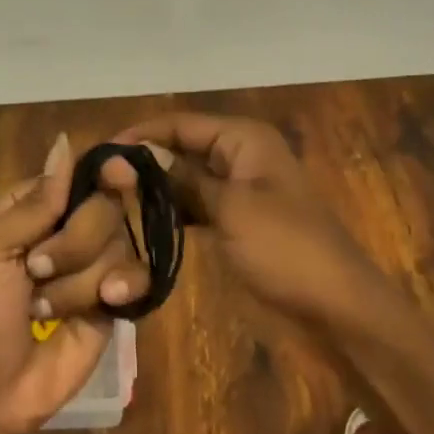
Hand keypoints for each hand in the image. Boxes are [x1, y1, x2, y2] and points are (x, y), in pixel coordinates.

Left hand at [0, 135, 143, 433]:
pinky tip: (108, 302)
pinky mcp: (115, 304)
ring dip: (80, 278)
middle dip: (74, 240)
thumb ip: (36, 201)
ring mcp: (95, 267)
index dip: (101, 172)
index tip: (116, 174)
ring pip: (120, 243)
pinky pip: (138, 278)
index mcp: (35, 208)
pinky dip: (123, 287)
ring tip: (46, 308)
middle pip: (106, 205)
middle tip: (37, 270)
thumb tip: (65, 141)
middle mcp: (70, 230)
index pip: (80, 173)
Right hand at [108, 113, 394, 326]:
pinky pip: (195, 204)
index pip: (178, 123)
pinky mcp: (236, 220)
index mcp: (243, 139)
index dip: (138, 135)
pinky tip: (140, 222)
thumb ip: (180, 179)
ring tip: (108, 201)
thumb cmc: (286, 249)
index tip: (97, 155)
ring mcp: (238, 189)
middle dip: (142, 161)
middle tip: (96, 183)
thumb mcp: (230, 208)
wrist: (337, 309)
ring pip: (185, 178)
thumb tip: (131, 156)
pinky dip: (171, 210)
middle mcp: (239, 154)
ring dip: (153, 187)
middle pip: (180, 147)